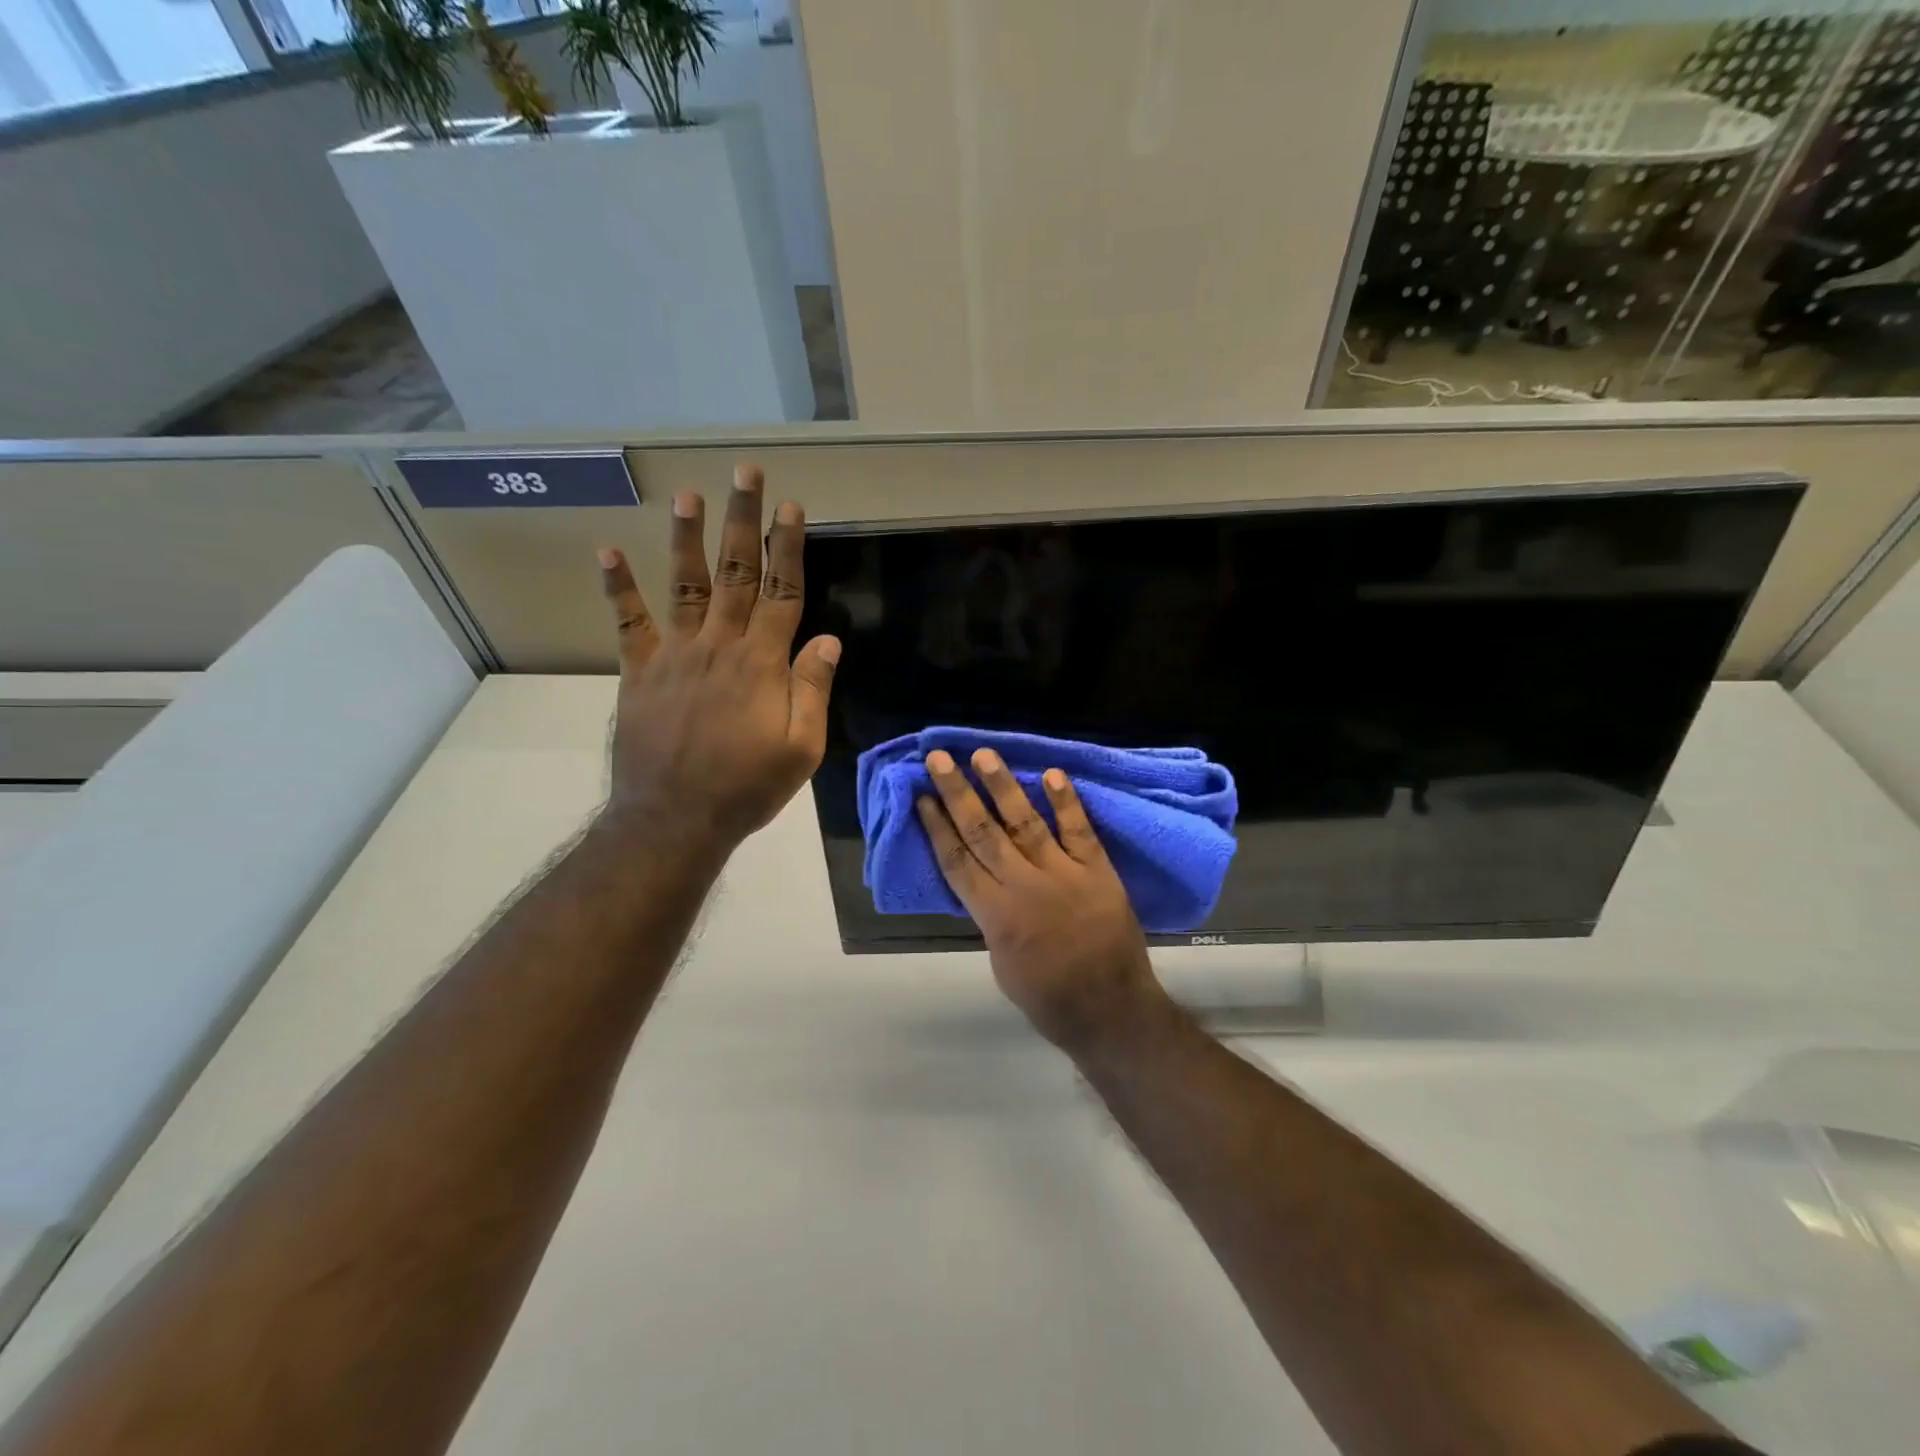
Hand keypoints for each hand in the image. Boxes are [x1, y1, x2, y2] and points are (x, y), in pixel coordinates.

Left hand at [596, 464, 839, 854]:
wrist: (674, 818)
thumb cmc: (747, 787)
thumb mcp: (801, 748)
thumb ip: (813, 690)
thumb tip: (829, 640)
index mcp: (762, 663)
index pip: (781, 592)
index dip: (789, 548)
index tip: (792, 507)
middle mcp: (719, 645)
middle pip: (736, 573)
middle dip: (744, 520)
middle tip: (745, 472)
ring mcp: (675, 655)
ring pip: (686, 585)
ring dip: (687, 537)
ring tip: (687, 493)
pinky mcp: (640, 672)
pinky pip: (629, 623)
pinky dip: (618, 587)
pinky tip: (608, 551)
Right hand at [916, 748, 1165, 1051]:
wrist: (1111, 1011)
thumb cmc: (1049, 998)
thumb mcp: (1001, 963)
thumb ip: (990, 917)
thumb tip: (983, 883)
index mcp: (995, 915)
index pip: (957, 860)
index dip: (936, 826)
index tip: (921, 796)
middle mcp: (1023, 887)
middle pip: (982, 832)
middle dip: (957, 793)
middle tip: (939, 758)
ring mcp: (1063, 875)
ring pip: (1025, 822)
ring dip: (1003, 786)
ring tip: (983, 755)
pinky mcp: (1098, 871)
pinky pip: (1079, 831)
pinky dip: (1065, 803)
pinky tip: (1051, 774)